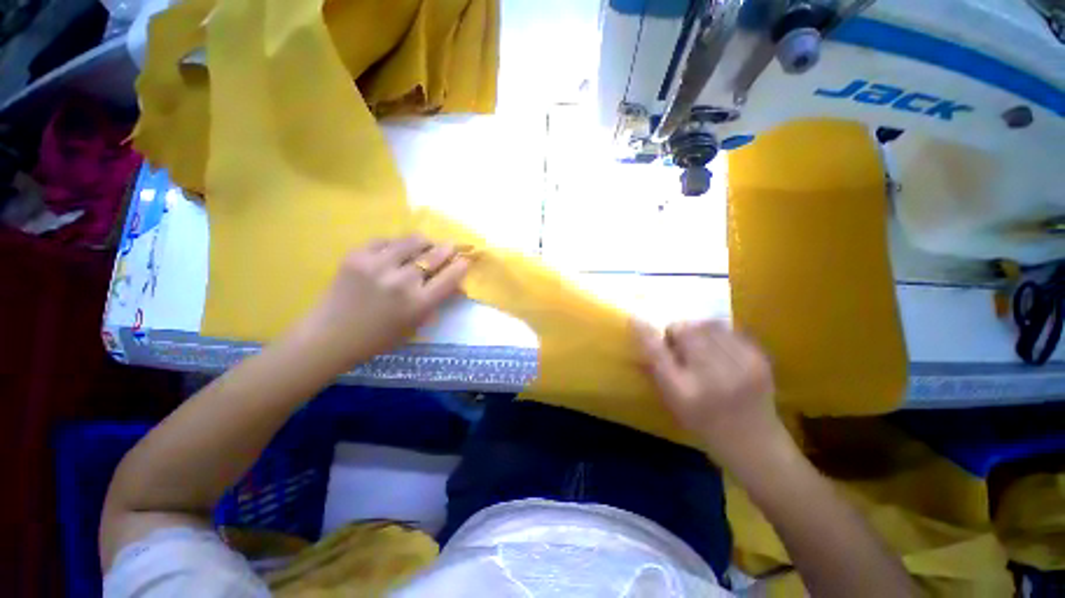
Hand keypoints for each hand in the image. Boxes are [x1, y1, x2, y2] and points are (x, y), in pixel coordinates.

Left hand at [299, 235, 468, 372]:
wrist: (330, 336)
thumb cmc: (378, 338)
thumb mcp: (415, 325)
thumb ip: (435, 302)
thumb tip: (455, 283)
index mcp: (418, 304)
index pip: (450, 277)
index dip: (461, 266)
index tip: (465, 260)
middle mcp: (402, 282)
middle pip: (434, 255)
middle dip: (447, 249)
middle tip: (450, 246)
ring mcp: (378, 266)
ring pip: (412, 240)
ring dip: (424, 242)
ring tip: (425, 245)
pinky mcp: (357, 256)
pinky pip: (385, 240)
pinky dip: (396, 244)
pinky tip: (396, 250)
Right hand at [634, 320, 781, 465]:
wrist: (755, 443)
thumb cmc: (703, 423)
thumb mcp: (671, 401)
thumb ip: (654, 369)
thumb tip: (640, 337)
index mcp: (683, 392)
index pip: (657, 352)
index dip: (644, 332)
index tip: (634, 318)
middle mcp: (711, 376)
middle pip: (685, 330)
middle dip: (676, 332)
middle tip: (679, 345)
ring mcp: (739, 366)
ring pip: (707, 325)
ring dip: (697, 331)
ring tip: (701, 348)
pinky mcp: (759, 359)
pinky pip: (728, 331)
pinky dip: (717, 335)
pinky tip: (721, 352)